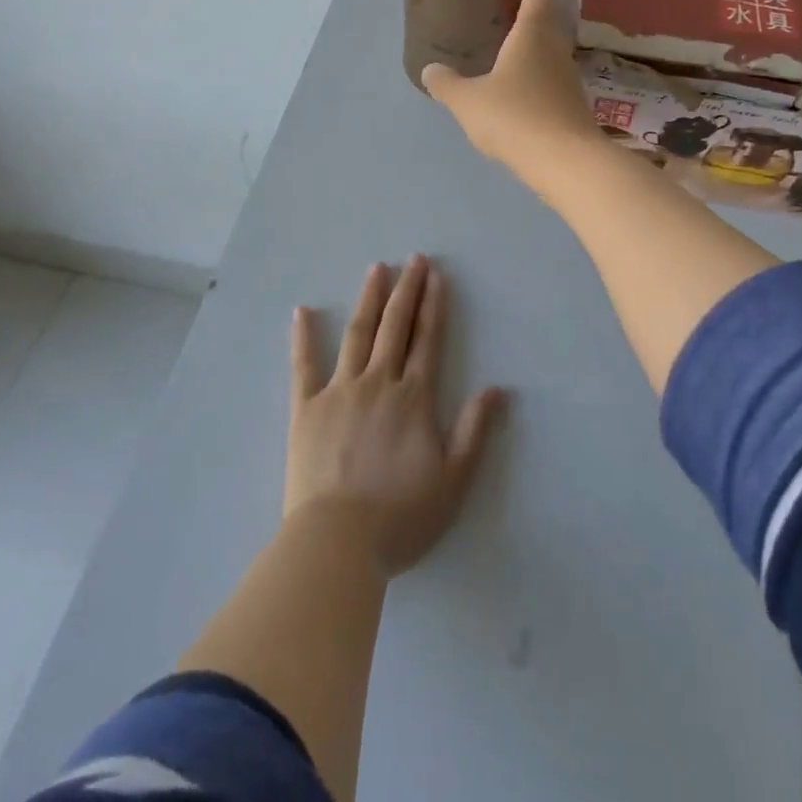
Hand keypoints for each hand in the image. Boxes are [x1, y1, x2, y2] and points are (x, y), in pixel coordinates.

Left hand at [287, 255, 505, 576]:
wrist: (338, 542)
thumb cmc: (400, 516)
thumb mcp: (453, 480)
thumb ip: (474, 431)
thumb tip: (498, 389)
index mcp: (413, 398)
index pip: (427, 340)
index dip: (433, 305)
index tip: (436, 275)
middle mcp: (378, 383)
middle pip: (395, 327)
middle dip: (406, 290)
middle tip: (413, 258)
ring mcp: (339, 391)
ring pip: (357, 335)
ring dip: (369, 299)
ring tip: (376, 269)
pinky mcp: (305, 408)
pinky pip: (303, 365)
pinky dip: (303, 337)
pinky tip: (303, 311)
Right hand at [421, 0, 600, 175]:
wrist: (566, 161)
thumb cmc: (515, 118)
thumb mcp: (468, 101)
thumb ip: (447, 84)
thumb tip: (430, 70)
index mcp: (532, 36)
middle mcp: (554, 50)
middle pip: (548, 18)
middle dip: (534, 3)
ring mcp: (567, 78)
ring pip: (552, 47)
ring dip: (536, 36)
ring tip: (512, 37)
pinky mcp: (571, 104)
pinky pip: (552, 73)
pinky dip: (537, 66)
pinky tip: (521, 82)